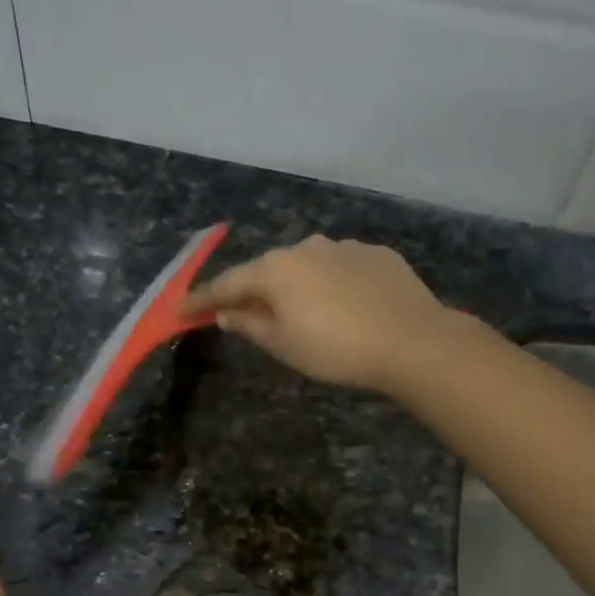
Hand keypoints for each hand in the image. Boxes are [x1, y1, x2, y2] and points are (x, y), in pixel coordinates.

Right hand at [184, 235, 451, 392]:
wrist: (413, 340)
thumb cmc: (337, 349)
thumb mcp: (284, 346)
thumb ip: (250, 325)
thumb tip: (226, 313)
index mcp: (276, 269)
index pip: (228, 283)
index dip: (203, 299)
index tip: (182, 311)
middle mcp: (306, 247)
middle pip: (267, 269)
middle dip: (251, 289)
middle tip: (239, 310)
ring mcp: (344, 246)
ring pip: (306, 265)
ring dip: (293, 284)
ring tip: (296, 309)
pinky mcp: (376, 254)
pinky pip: (339, 267)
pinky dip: (329, 283)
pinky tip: (340, 304)